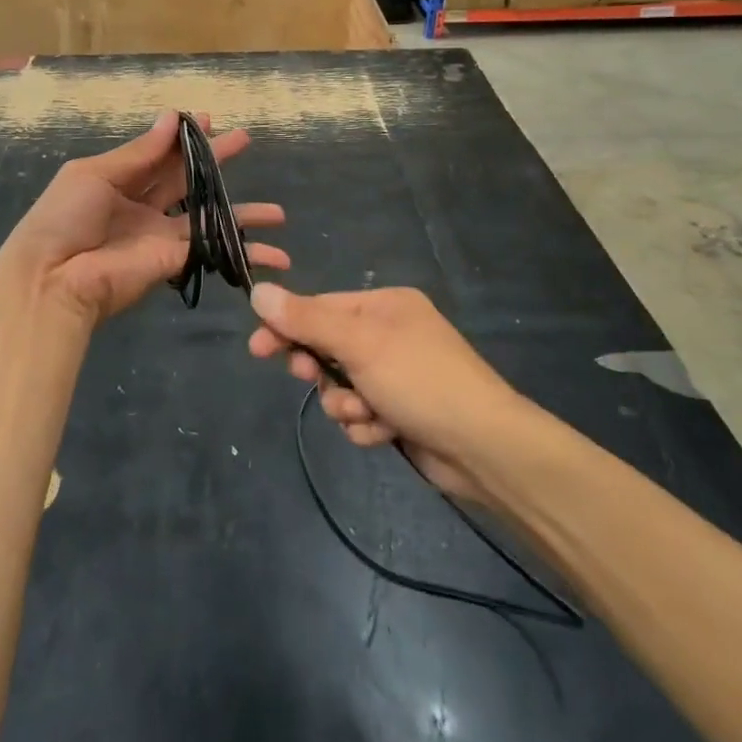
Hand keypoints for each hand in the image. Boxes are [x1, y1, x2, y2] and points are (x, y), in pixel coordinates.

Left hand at [0, 112, 287, 325]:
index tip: (209, 120)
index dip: (184, 138)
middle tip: (245, 140)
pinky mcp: (175, 260)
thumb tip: (171, 118)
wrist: (54, 279)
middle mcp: (143, 205)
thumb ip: (138, 152)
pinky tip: (274, 251)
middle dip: (216, 160)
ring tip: (277, 212)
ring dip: (242, 212)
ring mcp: (161, 234)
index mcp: (118, 179)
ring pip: (208, 216)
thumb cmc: (65, 217)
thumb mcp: (94, 174)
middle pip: (187, 178)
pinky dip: (244, 251)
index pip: (159, 153)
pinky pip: (214, 249)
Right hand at [247, 285, 526, 504]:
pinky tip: (384, 432)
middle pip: (328, 348)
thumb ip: (306, 320)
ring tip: (365, 414)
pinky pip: (362, 413)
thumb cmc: (420, 380)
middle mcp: (390, 334)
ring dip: (346, 404)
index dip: (288, 327)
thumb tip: (259, 293)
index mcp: (385, 306)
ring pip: (342, 386)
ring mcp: (397, 375)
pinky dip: (366, 424)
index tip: (257, 348)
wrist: (485, 448)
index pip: (321, 308)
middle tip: (308, 378)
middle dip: (320, 369)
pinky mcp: (401, 411)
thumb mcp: (359, 344)